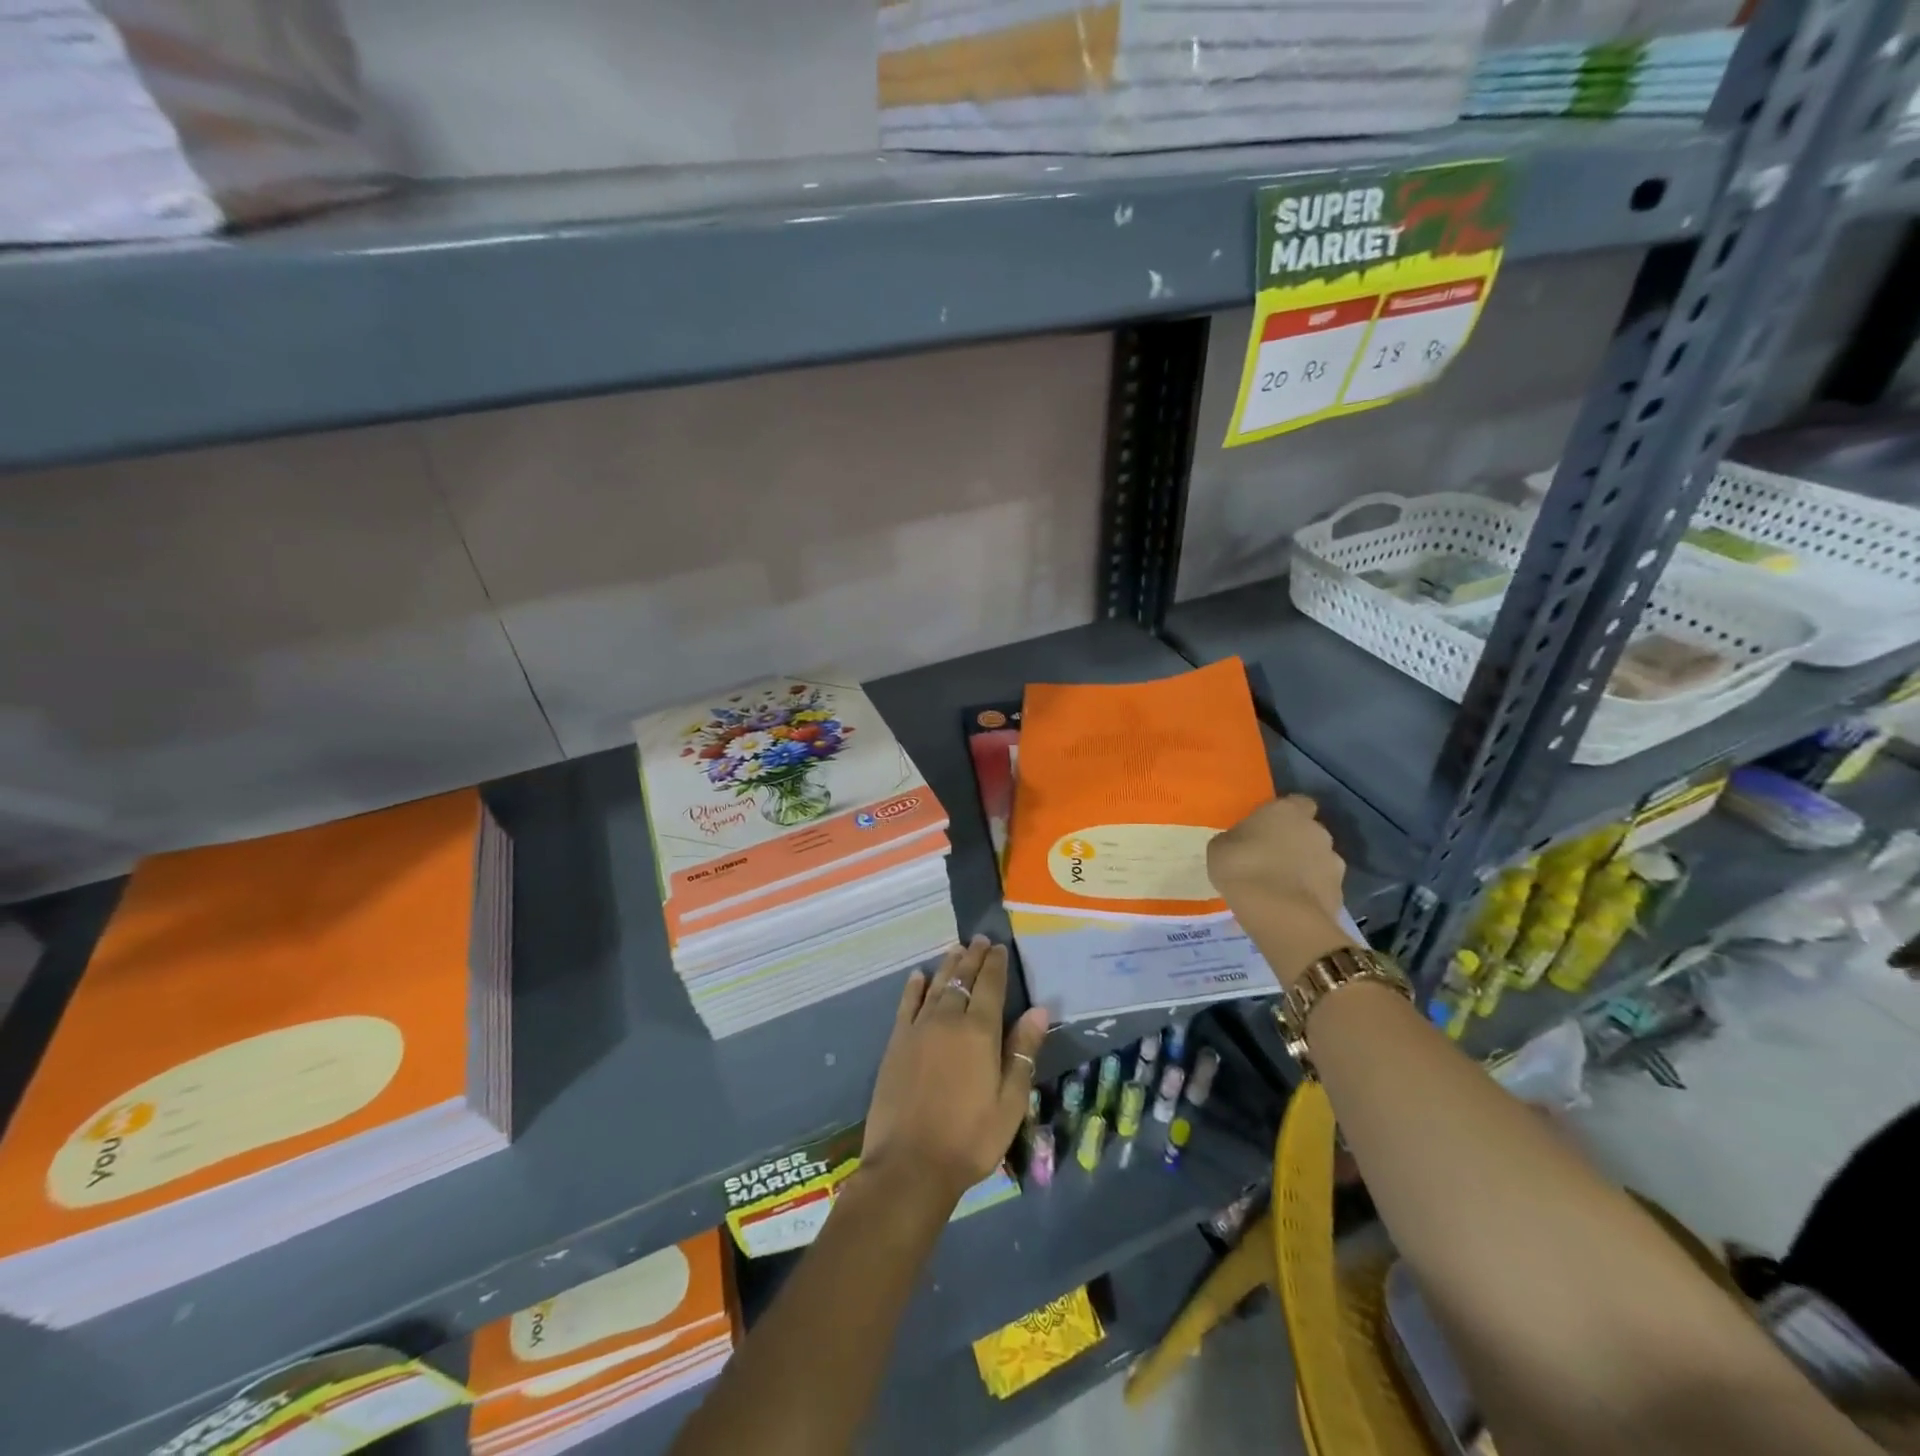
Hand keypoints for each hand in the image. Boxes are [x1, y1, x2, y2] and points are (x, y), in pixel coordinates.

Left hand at [861, 936, 1047, 1207]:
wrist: (909, 1165)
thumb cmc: (970, 1139)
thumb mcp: (1010, 1102)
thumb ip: (1023, 1052)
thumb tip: (1039, 1010)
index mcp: (979, 1032)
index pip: (990, 986)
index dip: (995, 964)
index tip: (999, 947)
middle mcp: (947, 1020)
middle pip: (962, 979)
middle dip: (972, 957)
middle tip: (979, 939)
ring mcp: (918, 1029)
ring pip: (936, 986)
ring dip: (947, 965)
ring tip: (956, 949)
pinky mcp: (896, 1043)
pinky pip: (906, 1004)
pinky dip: (914, 987)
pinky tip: (918, 976)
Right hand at [1207, 796, 1356, 988]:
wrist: (1279, 914)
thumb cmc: (1241, 868)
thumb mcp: (1220, 847)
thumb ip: (1237, 838)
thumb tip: (1243, 842)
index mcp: (1287, 811)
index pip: (1298, 802)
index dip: (1286, 814)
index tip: (1269, 828)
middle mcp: (1316, 831)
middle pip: (1309, 832)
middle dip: (1296, 843)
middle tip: (1272, 860)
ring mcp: (1333, 862)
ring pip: (1319, 861)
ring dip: (1305, 869)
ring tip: (1282, 888)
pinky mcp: (1339, 893)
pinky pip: (1322, 888)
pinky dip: (1311, 894)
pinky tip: (1291, 907)